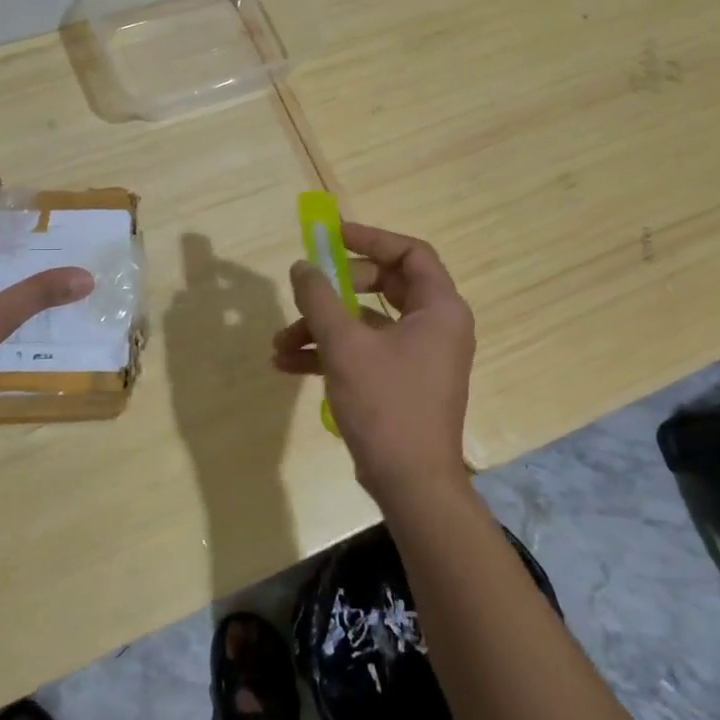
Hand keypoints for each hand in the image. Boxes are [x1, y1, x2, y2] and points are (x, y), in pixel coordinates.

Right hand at [272, 221, 474, 503]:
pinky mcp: (402, 382)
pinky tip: (288, 364)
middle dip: (337, 290)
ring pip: (367, 323)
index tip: (332, 236)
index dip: (371, 238)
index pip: (410, 253)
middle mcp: (436, 327)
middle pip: (385, 286)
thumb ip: (320, 299)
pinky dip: (332, 353)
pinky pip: (366, 352)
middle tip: (308, 292)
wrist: (410, 483)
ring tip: (280, 341)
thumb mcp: (345, 345)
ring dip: (323, 327)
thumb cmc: (386, 404)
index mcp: (439, 309)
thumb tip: (302, 267)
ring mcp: (419, 357)